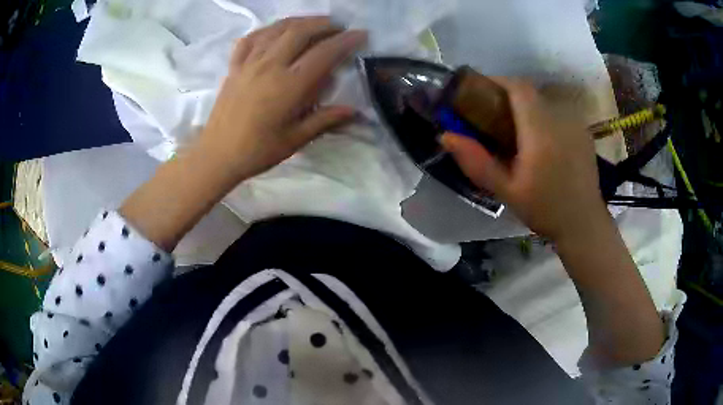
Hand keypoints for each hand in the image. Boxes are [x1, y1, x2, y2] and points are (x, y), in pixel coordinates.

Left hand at [196, 17, 366, 180]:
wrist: (217, 155)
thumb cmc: (257, 151)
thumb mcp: (295, 140)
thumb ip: (325, 120)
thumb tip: (354, 111)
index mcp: (289, 85)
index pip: (324, 53)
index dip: (346, 41)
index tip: (361, 34)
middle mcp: (270, 66)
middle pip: (300, 32)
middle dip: (324, 24)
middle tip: (339, 27)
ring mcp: (249, 63)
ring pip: (277, 29)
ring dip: (299, 21)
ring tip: (313, 23)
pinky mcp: (234, 66)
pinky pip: (251, 39)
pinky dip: (267, 30)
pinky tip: (275, 31)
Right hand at [441, 78, 609, 241]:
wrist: (583, 223)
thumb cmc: (544, 208)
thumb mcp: (506, 191)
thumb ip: (476, 162)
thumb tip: (445, 136)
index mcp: (540, 129)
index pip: (517, 86)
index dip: (497, 81)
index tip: (480, 91)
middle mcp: (560, 117)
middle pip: (530, 90)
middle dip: (508, 94)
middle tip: (493, 114)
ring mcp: (575, 122)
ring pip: (544, 98)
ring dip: (526, 104)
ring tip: (516, 126)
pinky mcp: (583, 130)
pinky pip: (558, 110)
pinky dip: (543, 113)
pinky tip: (540, 137)